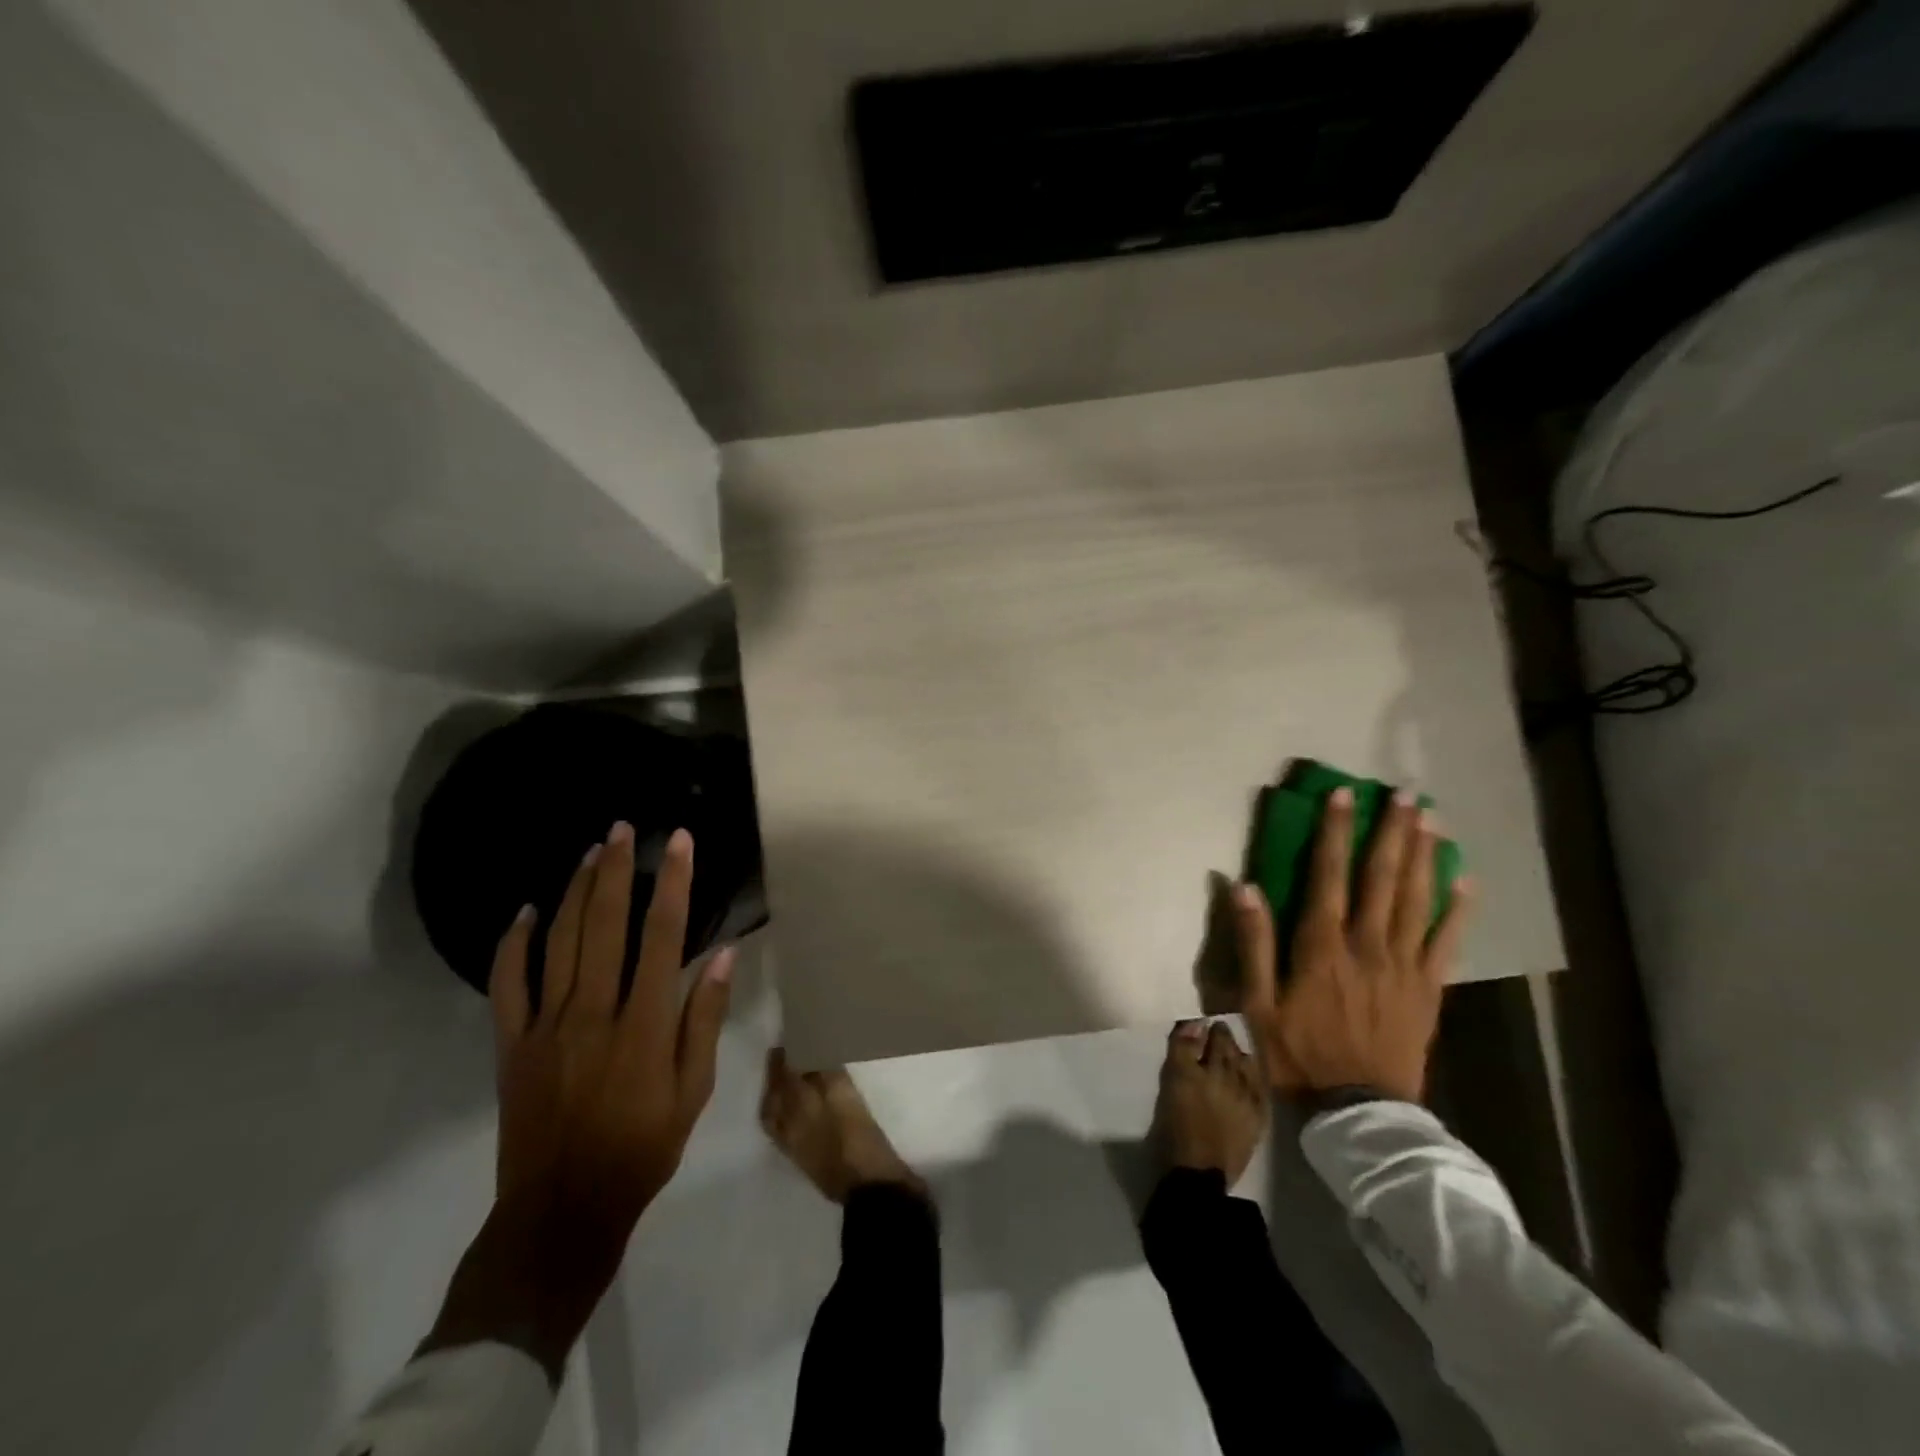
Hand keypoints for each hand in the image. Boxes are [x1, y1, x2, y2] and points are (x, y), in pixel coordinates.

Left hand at [488, 822, 733, 1237]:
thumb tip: (721, 955)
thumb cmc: (642, 1148)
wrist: (562, 1210)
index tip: (680, 842)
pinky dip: (513, 943)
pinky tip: (525, 910)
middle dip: (615, 869)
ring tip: (590, 852)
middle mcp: (593, 1012)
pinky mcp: (511, 1044)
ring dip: (574, 890)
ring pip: (558, 942)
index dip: (673, 883)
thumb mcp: (694, 1090)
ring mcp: (545, 1026)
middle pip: (604, 924)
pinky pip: (508, 984)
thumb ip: (704, 1019)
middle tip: (623, 829)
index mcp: (643, 1024)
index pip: (663, 935)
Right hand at [1153, 1020, 1269, 1186]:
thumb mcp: (1171, 1083)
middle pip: (1224, 1046)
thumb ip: (1181, 1050)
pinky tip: (1250, 1072)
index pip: (1198, 1036)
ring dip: (1237, 1052)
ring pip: (1243, 1062)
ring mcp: (1245, 1094)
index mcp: (1195, 1068)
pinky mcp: (1258, 1114)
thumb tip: (1194, 1023)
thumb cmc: (1176, 1128)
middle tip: (1218, 1030)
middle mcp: (1224, 1075)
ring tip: (1233, 1050)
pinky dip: (1254, 1074)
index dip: (1200, 1028)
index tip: (1201, 1023)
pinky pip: (1259, 1085)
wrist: (1200, 1172)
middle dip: (1222, 1036)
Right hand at [1235, 787, 1471, 1103]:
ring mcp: (1405, 965)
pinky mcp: (1430, 988)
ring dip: (1424, 855)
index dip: (1336, 832)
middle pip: (1382, 877)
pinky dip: (1459, 909)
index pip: (1329, 875)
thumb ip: (1254, 942)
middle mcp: (1368, 944)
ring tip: (1431, 818)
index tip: (1345, 795)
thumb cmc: (1298, 1052)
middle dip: (1392, 831)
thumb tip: (1244, 887)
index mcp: (1322, 945)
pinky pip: (1448, 941)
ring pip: (1417, 899)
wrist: (1358, 1110)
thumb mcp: (1257, 1001)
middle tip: (1405, 794)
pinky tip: (1466, 880)